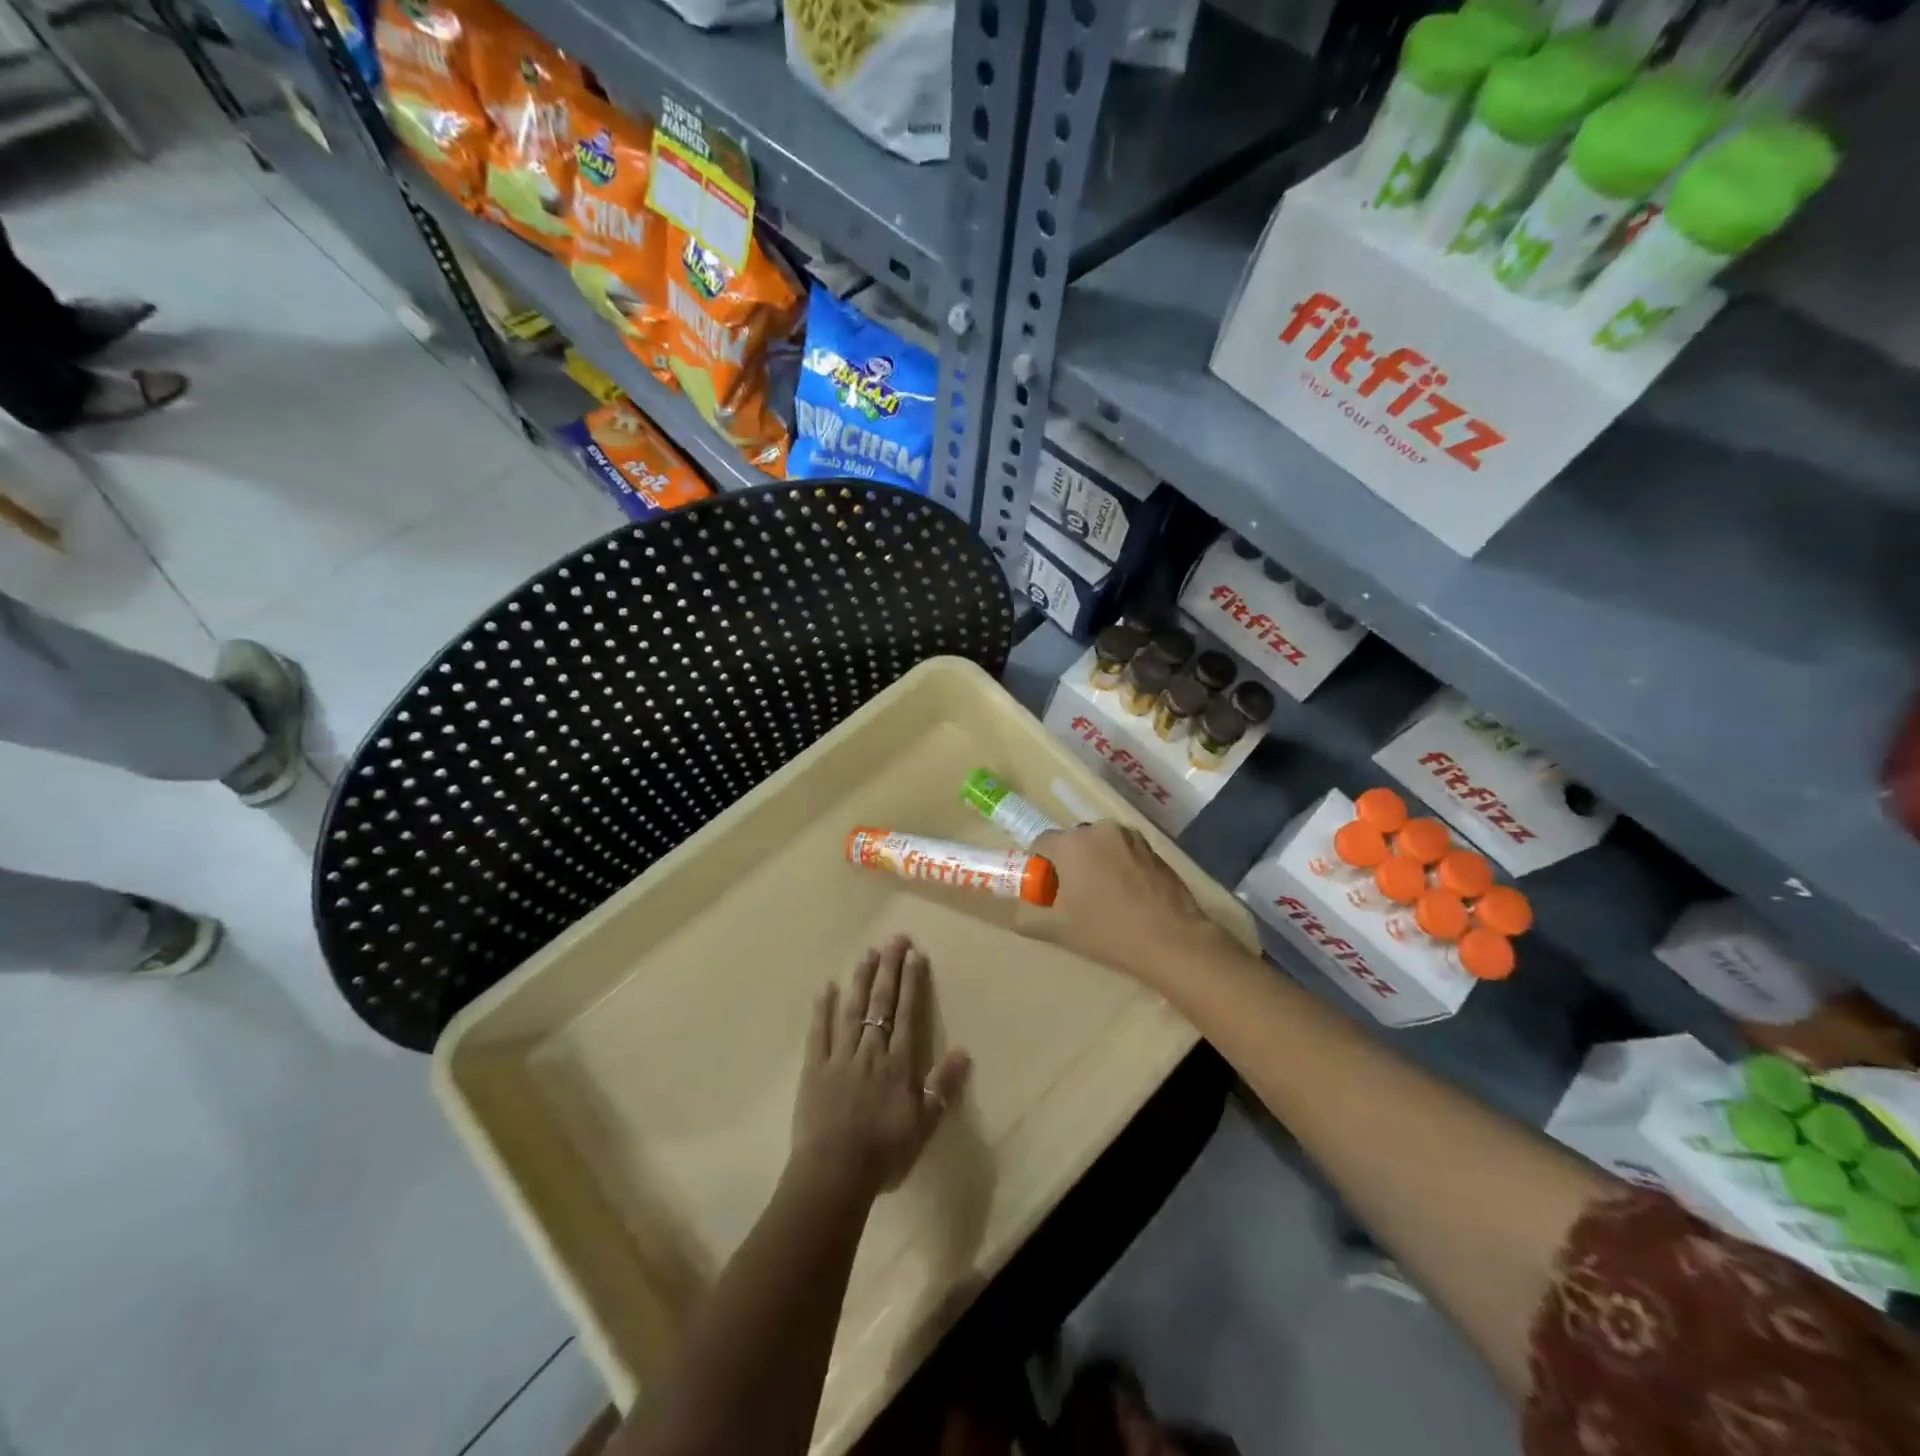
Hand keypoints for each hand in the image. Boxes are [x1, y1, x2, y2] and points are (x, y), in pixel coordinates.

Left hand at [791, 936, 970, 1200]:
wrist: (835, 1174)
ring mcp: (839, 1057)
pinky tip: (827, 987)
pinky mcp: (814, 1069)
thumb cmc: (884, 1154)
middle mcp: (870, 1051)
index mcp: (898, 1064)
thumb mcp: (924, 1125)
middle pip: (881, 1004)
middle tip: (894, 938)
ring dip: (861, 980)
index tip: (914, 954)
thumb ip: (942, 1086)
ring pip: (852, 1010)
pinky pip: (818, 1033)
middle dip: (889, 969)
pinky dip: (823, 1009)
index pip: (907, 1014)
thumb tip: (963, 1050)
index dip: (912, 983)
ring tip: (867, 953)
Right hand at [1031, 822, 1236, 986]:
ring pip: (1101, 846)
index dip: (1039, 867)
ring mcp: (1131, 837)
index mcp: (1072, 843)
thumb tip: (1018, 915)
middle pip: (1073, 842)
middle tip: (1073, 897)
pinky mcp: (1154, 849)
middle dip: (1069, 864)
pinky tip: (1127, 897)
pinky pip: (1124, 852)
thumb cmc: (1107, 931)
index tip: (1046, 892)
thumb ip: (1029, 919)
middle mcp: (1100, 829)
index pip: (1041, 843)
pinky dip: (1119, 867)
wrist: (1171, 940)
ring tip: (1103, 897)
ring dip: (1095, 863)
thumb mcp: (1059, 930)